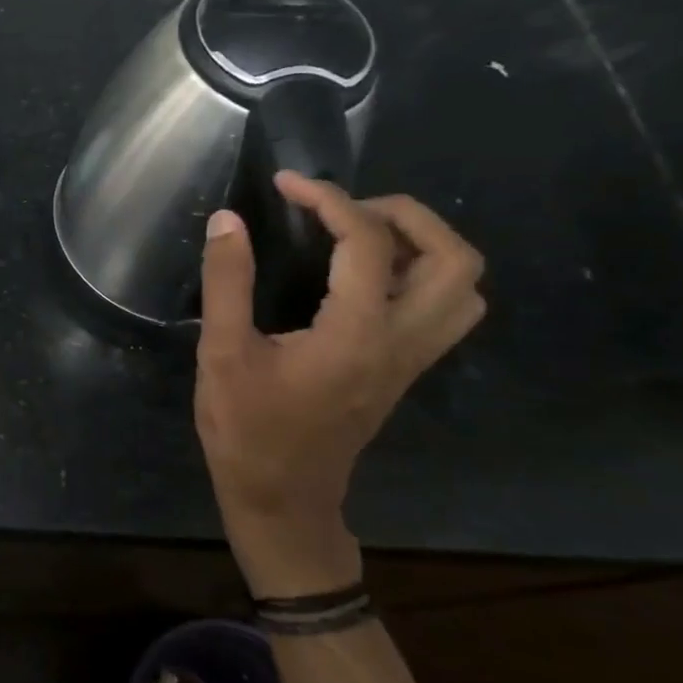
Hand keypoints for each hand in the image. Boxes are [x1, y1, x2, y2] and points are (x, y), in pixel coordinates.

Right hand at [195, 173, 485, 597]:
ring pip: (461, 286)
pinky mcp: (403, 370)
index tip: (287, 185)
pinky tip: (360, 274)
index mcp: (356, 334)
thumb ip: (227, 282)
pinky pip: (442, 307)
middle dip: (402, 214)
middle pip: (453, 259)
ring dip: (421, 245)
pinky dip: (416, 273)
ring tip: (357, 235)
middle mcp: (401, 342)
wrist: (282, 497)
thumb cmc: (247, 428)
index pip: (368, 243)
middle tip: (341, 208)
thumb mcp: (221, 352)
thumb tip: (229, 220)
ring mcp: (411, 359)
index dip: (329, 200)